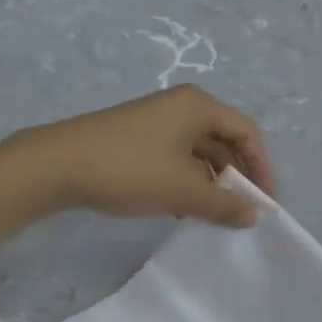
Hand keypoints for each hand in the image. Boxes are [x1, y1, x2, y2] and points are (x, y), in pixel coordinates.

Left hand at [15, 86, 276, 227]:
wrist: (56, 165)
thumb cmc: (131, 169)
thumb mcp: (184, 191)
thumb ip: (225, 204)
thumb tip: (255, 215)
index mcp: (199, 106)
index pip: (247, 132)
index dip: (262, 167)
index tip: (265, 201)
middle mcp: (181, 107)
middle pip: (224, 140)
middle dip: (236, 176)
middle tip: (241, 209)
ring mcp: (156, 121)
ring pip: (199, 152)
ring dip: (211, 182)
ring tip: (213, 214)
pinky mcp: (137, 138)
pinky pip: (176, 157)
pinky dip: (187, 181)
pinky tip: (182, 209)